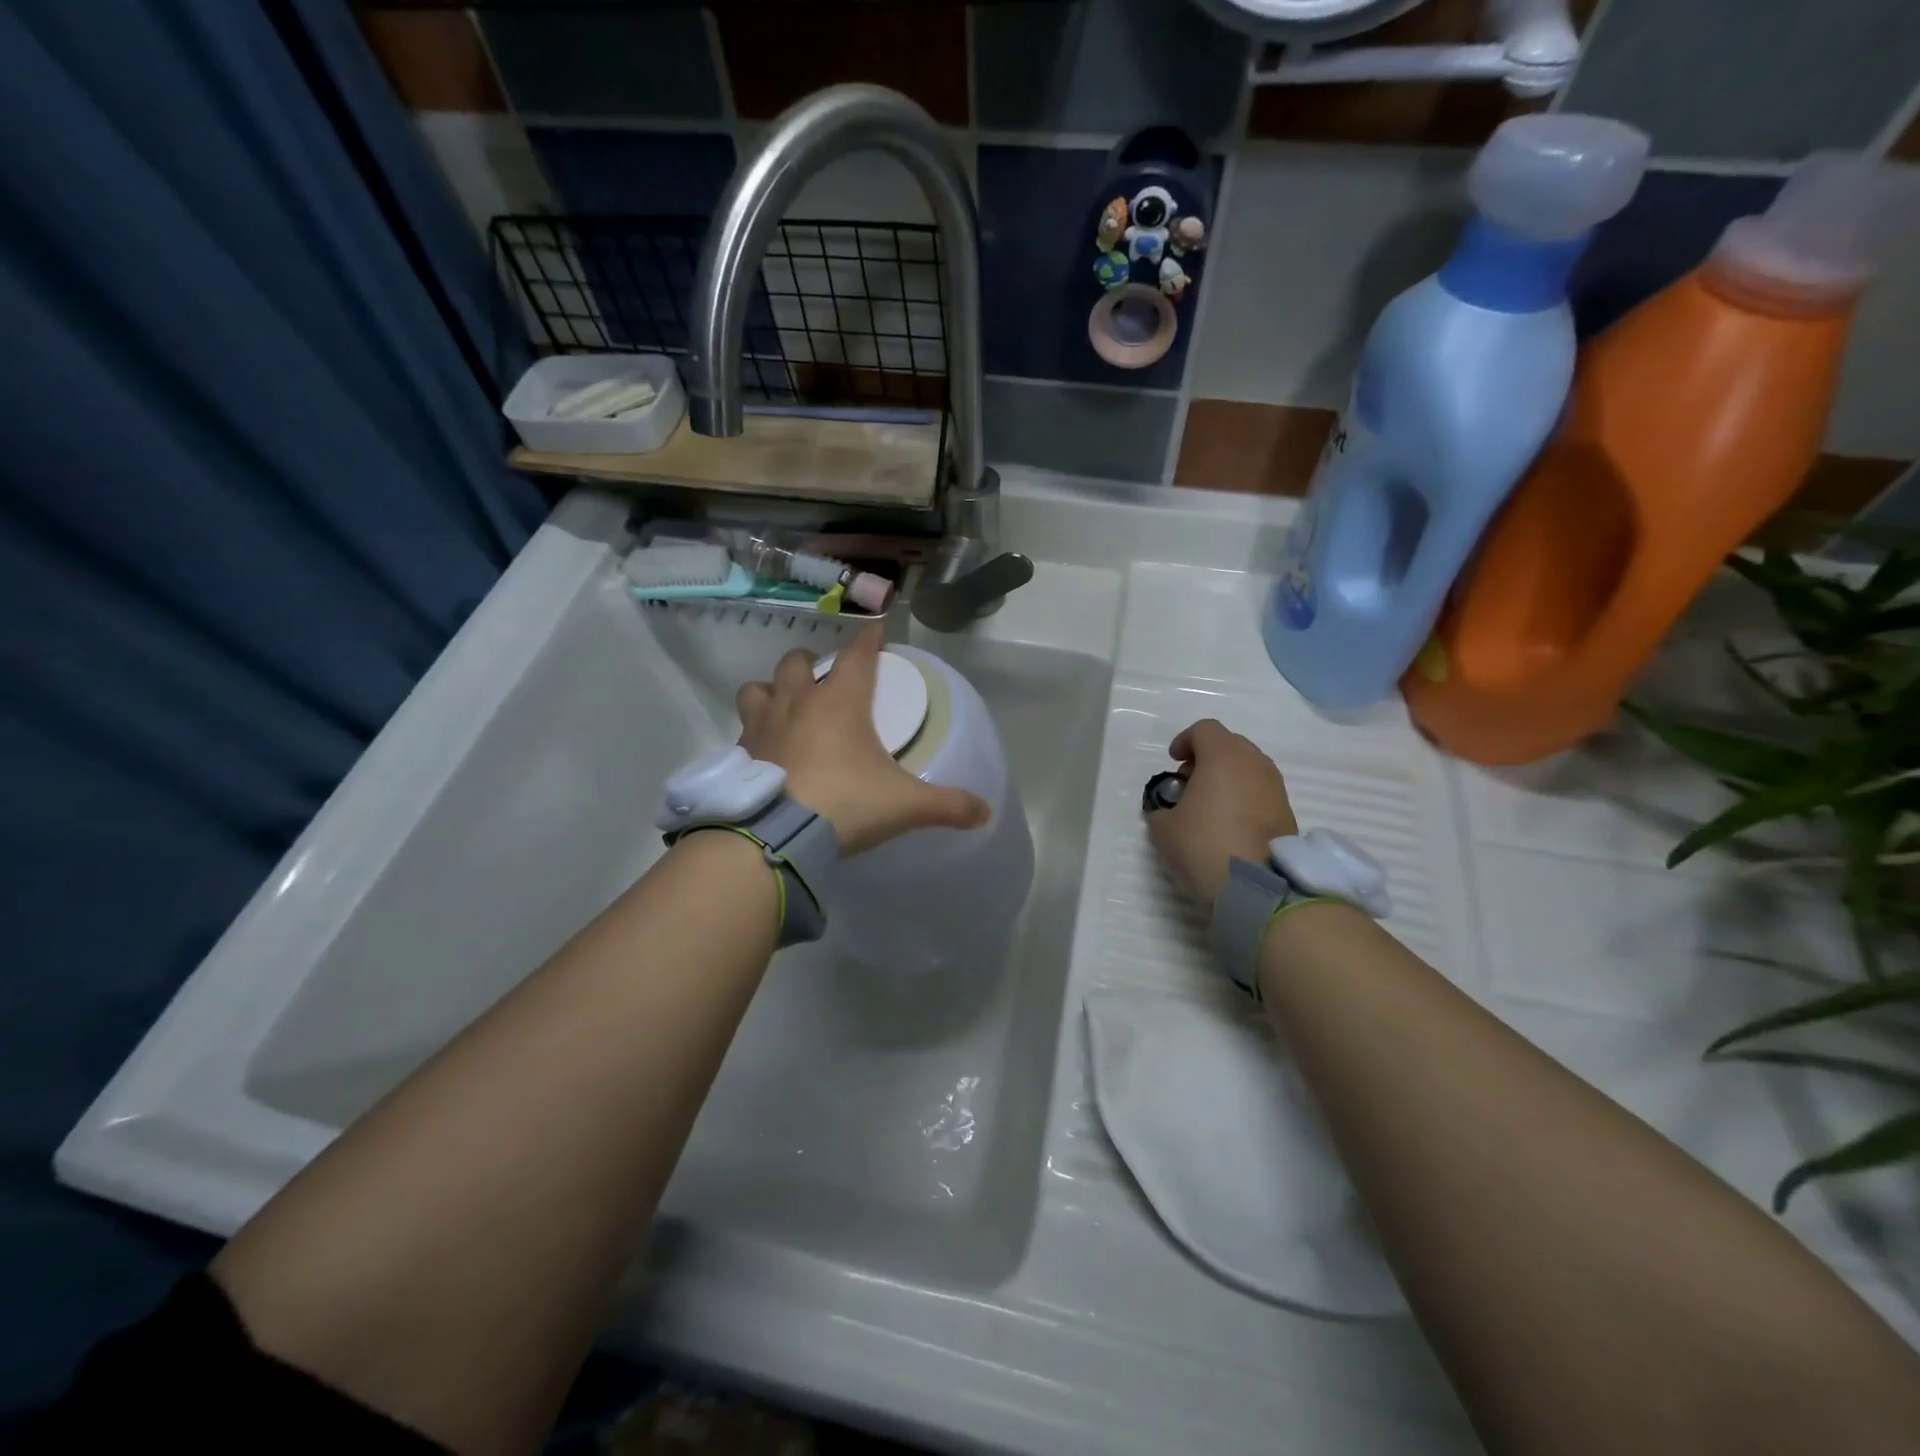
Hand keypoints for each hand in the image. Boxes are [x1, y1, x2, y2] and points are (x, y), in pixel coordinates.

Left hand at [736, 624, 989, 856]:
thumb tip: (985, 812)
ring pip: (758, 688)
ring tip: (784, 706)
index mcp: (840, 702)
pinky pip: (743, 729)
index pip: (857, 656)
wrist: (777, 835)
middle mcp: (797, 703)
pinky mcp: (739, 753)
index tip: (875, 629)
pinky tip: (765, 751)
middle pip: (797, 662)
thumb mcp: (905, 806)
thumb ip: (948, 805)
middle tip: (822, 676)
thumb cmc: (846, 804)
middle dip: (811, 662)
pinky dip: (755, 732)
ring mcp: (762, 725)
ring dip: (772, 690)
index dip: (868, 640)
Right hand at [1146, 719, 1297, 903]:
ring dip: (1227, 778)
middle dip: (1207, 758)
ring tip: (1208, 807)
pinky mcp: (1287, 811)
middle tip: (1189, 784)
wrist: (1257, 885)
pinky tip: (1229, 824)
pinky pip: (1260, 791)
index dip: (1184, 741)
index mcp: (1223, 756)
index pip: (1204, 730)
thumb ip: (1162, 810)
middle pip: (1229, 745)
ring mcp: (1275, 786)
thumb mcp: (1163, 828)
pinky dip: (1243, 797)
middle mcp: (1254, 762)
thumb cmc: (1204, 844)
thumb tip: (1170, 812)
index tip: (1173, 762)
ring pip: (1247, 768)